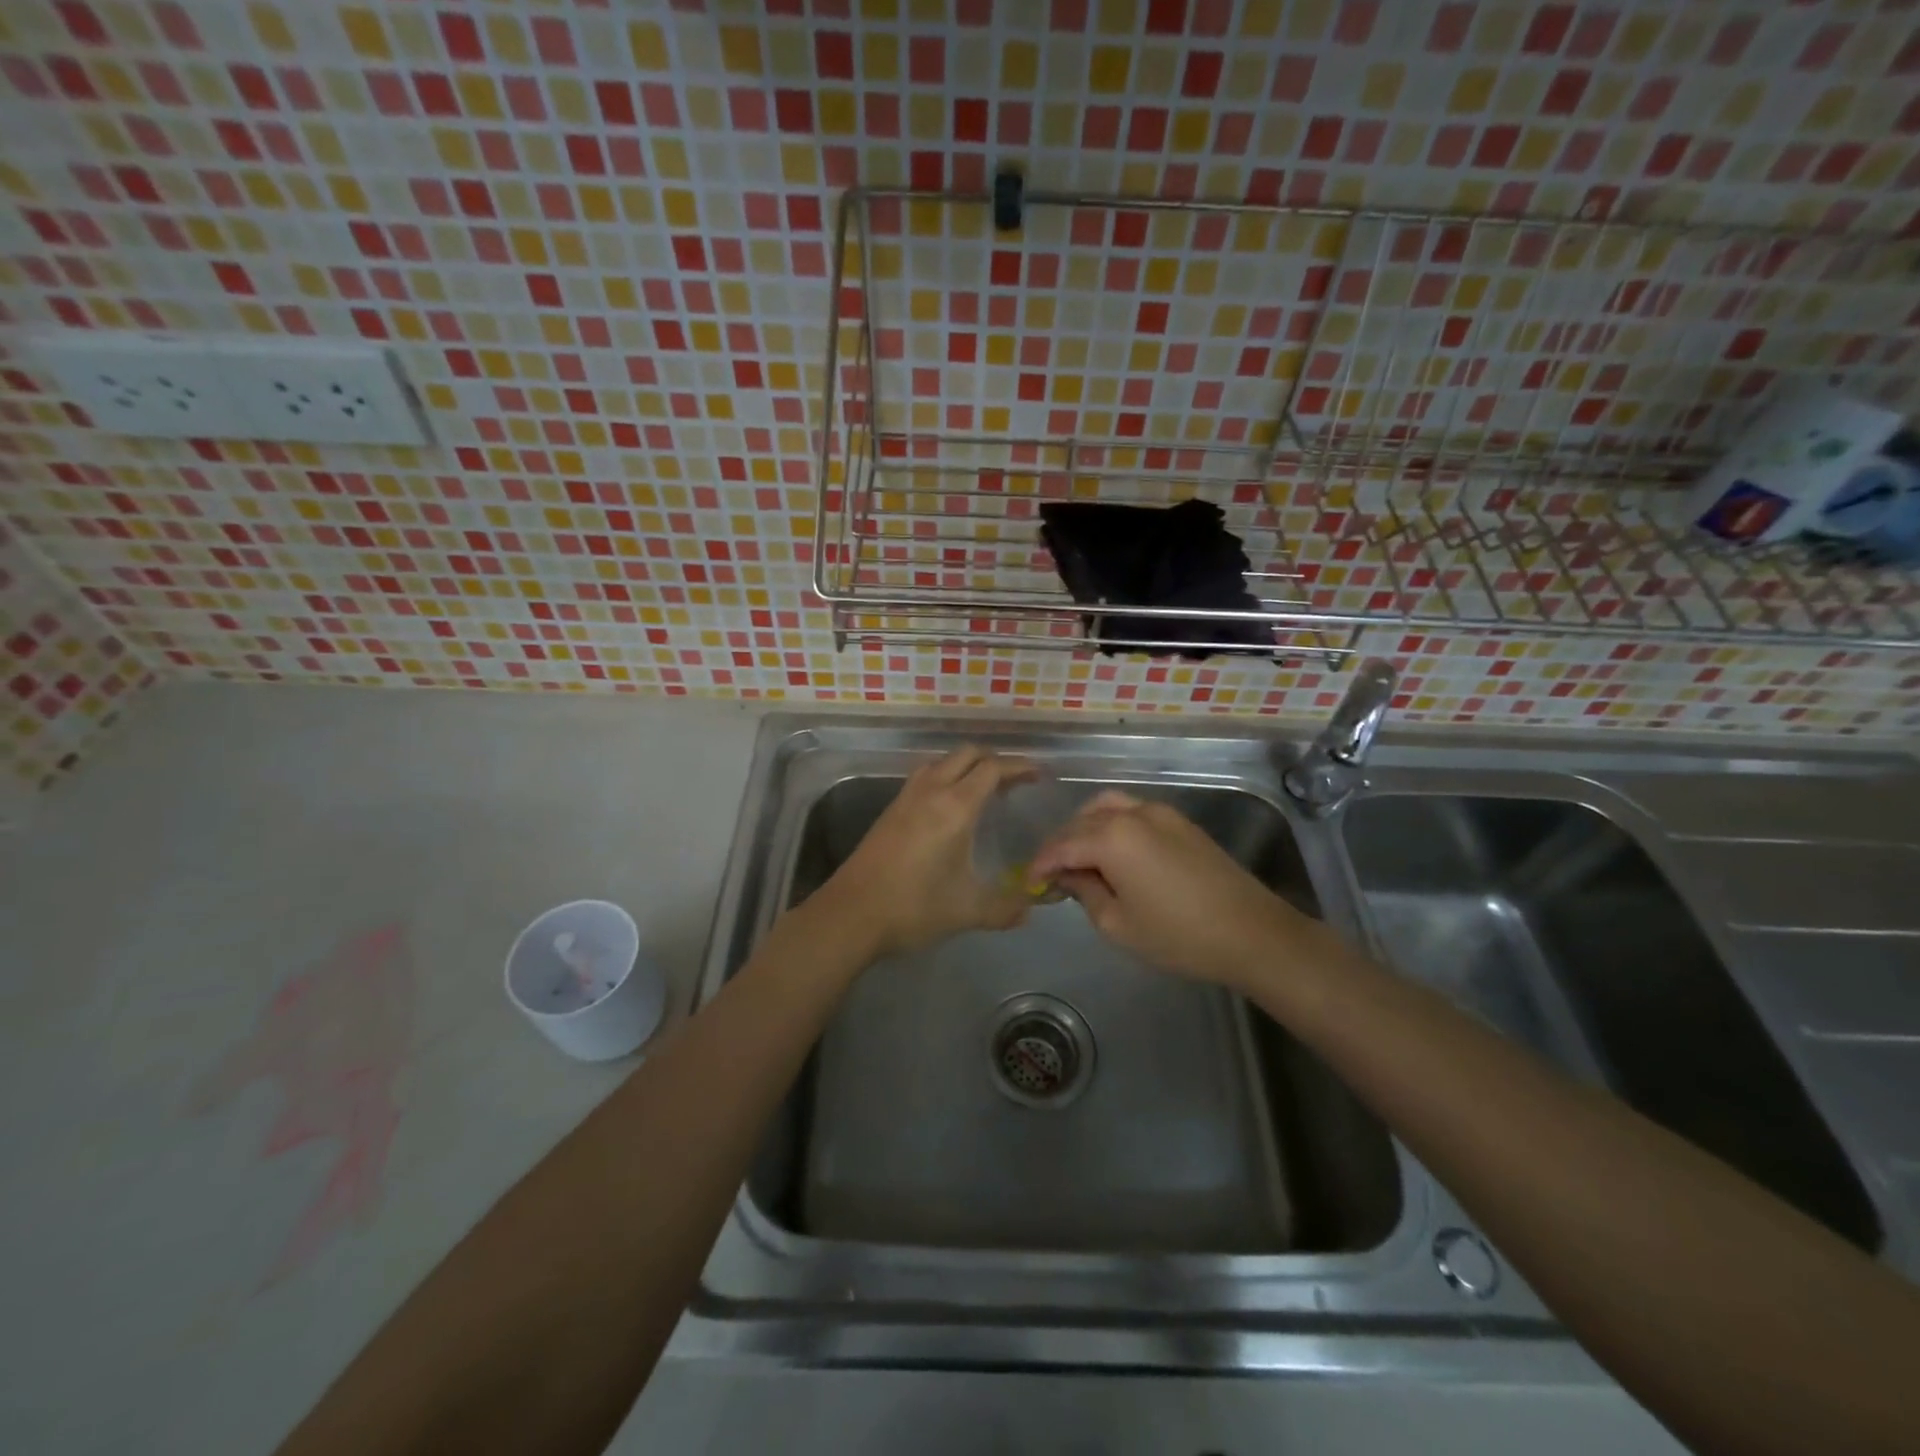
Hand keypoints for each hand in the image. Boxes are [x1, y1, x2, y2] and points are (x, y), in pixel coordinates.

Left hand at [819, 746, 1034, 959]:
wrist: (850, 914)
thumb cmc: (914, 907)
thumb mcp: (968, 911)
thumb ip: (1005, 908)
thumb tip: (1031, 908)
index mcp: (955, 807)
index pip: (992, 768)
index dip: (1019, 766)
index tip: (1037, 774)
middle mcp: (930, 791)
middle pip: (966, 754)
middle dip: (993, 760)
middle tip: (1014, 781)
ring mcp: (905, 798)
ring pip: (940, 762)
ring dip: (965, 766)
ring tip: (982, 788)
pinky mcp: (889, 811)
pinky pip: (923, 778)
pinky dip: (944, 778)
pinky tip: (948, 807)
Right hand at [1029, 791, 1319, 988]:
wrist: (1251, 932)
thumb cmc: (1178, 935)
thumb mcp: (1118, 924)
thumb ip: (1084, 892)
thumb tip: (1067, 875)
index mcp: (1112, 837)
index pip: (1061, 845)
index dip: (1041, 865)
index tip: (1028, 884)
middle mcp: (1132, 813)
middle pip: (1081, 822)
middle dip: (1061, 846)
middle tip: (1051, 876)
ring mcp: (1160, 812)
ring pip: (1107, 808)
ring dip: (1085, 828)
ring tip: (1079, 859)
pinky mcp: (1180, 821)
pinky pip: (1132, 811)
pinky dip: (1111, 824)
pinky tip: (1112, 853)